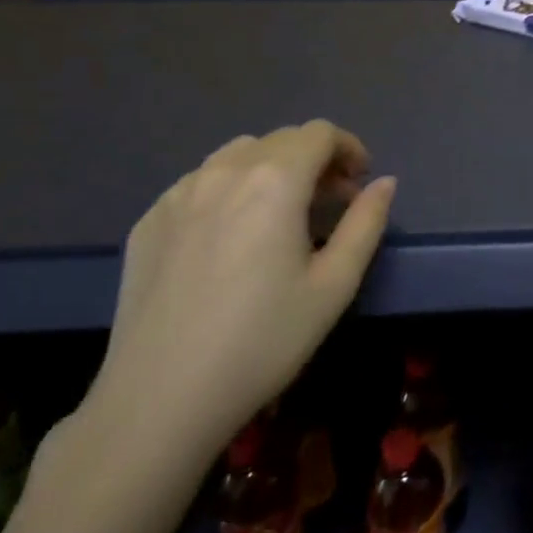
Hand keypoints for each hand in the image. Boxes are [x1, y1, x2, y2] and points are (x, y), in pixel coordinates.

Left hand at [85, 121, 395, 462]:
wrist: (160, 398)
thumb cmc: (264, 340)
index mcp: (274, 181)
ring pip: (236, 155)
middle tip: (330, 203)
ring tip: (280, 214)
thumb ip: (366, 223)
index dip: (349, 148)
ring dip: (271, 169)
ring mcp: (178, 194)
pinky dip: (229, 189)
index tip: (359, 183)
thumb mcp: (335, 285)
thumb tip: (384, 183)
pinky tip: (231, 236)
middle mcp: (223, 172)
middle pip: (280, 140)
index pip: (319, 133)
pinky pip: (199, 183)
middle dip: (314, 159)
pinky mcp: (148, 221)